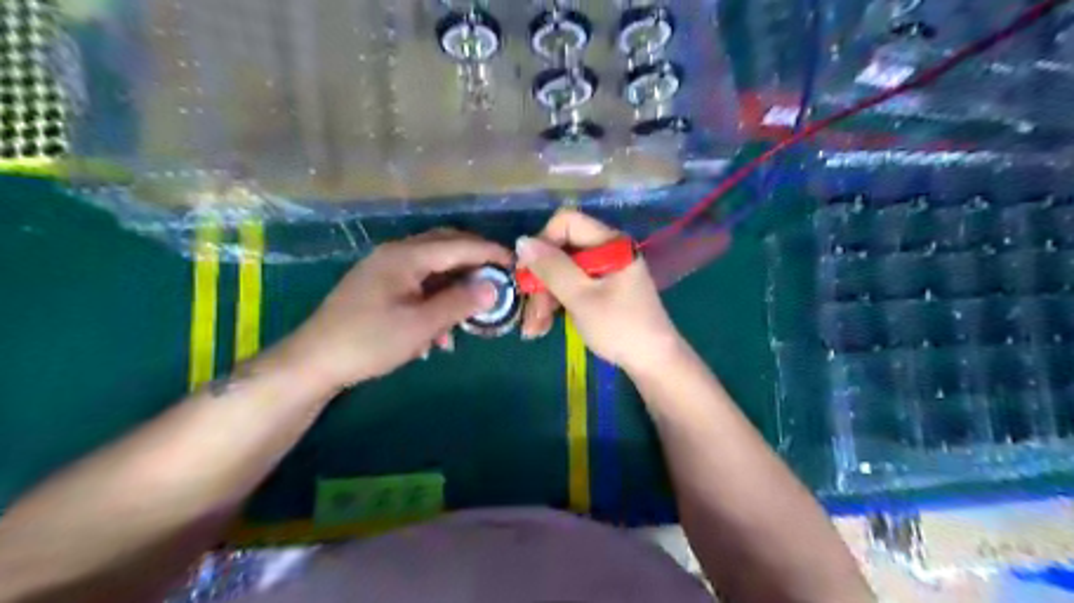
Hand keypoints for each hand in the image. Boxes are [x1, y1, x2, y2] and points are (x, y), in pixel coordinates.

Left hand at [277, 228, 511, 387]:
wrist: (313, 362)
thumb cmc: (369, 341)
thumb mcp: (421, 325)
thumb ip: (460, 302)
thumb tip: (494, 287)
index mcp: (406, 256)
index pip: (459, 245)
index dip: (490, 253)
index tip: (516, 264)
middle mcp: (396, 254)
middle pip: (446, 248)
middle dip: (475, 264)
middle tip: (499, 281)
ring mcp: (385, 269)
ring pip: (433, 268)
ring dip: (455, 287)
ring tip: (470, 314)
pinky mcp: (379, 287)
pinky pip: (418, 284)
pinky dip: (435, 300)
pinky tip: (438, 333)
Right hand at [515, 210, 682, 371]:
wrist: (653, 362)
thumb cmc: (620, 327)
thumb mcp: (581, 297)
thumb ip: (552, 268)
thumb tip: (521, 241)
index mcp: (609, 243)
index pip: (566, 223)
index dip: (542, 243)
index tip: (528, 272)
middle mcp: (607, 250)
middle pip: (561, 251)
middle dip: (541, 281)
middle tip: (529, 313)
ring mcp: (605, 271)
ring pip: (562, 273)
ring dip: (544, 299)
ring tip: (533, 329)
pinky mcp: (602, 290)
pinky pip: (572, 287)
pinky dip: (557, 304)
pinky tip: (543, 327)